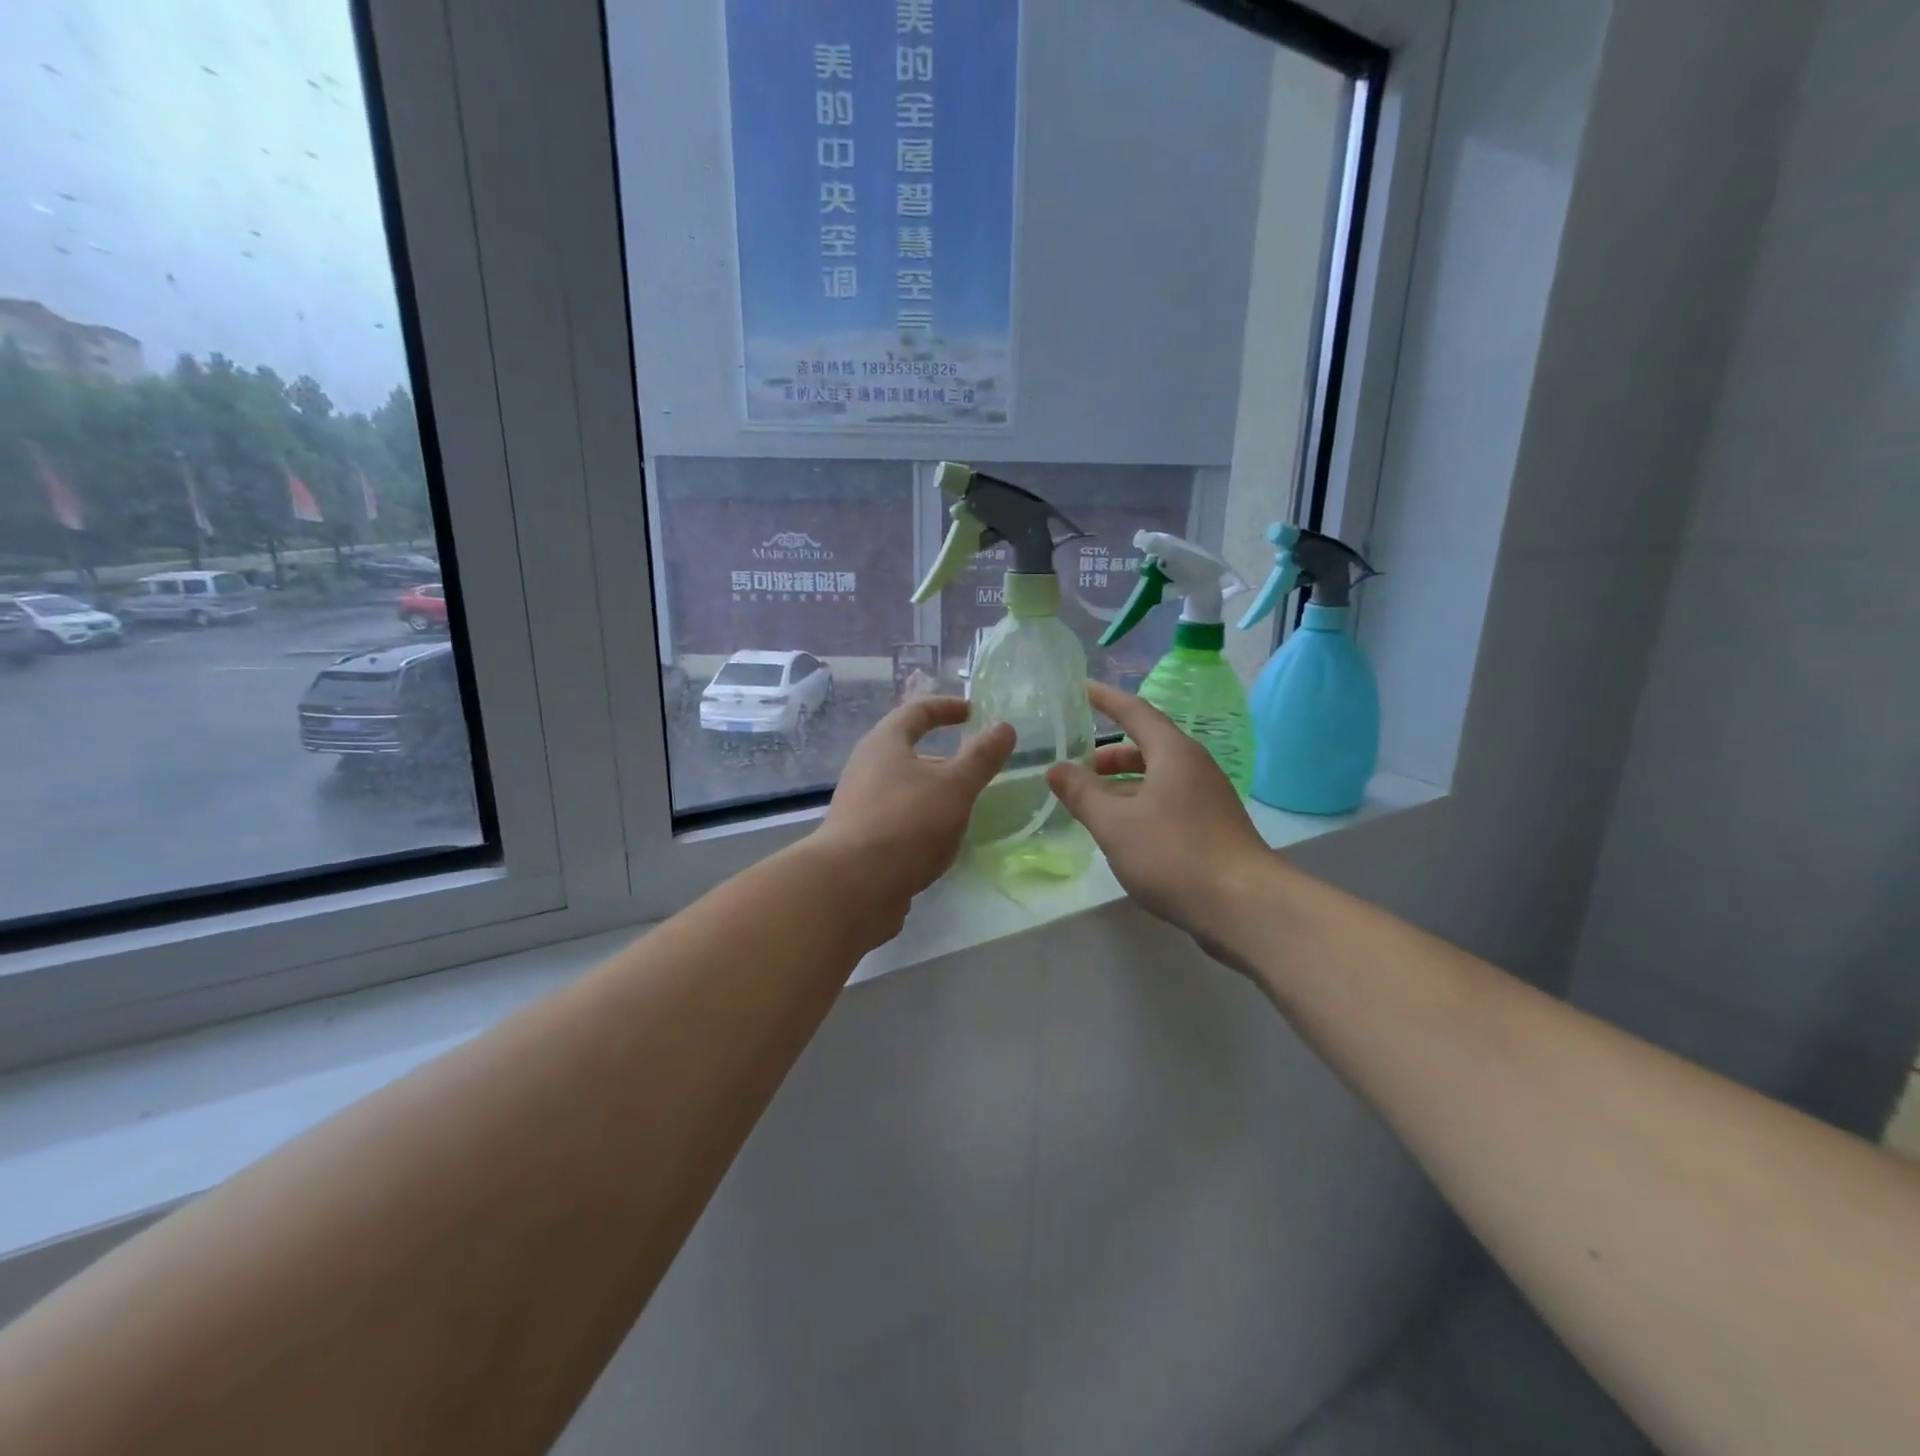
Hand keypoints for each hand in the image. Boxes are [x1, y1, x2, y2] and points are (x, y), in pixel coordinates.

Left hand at [814, 697, 1014, 926]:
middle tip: (973, 767)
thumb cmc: (907, 823)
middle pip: (906, 750)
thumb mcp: (955, 786)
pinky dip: (921, 820)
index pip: (916, 711)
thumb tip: (1005, 727)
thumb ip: (981, 758)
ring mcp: (859, 805)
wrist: (852, 886)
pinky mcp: (860, 839)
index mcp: (884, 744)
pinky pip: (897, 818)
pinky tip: (939, 841)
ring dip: (932, 791)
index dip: (946, 707)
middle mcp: (865, 768)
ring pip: (902, 787)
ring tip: (963, 807)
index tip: (972, 711)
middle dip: (942, 756)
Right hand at [1046, 683, 1271, 939]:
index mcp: (1173, 753)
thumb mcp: (1115, 823)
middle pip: (1147, 746)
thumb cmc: (1174, 854)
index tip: (1081, 688)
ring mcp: (1208, 798)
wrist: (1244, 906)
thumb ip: (1082, 794)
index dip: (1106, 699)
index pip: (1135, 712)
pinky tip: (1124, 832)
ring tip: (1093, 803)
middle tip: (1077, 767)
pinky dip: (1140, 805)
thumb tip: (1056, 768)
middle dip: (1110, 755)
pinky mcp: (1212, 827)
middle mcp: (1194, 767)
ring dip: (1123, 784)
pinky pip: (1168, 802)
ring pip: (1158, 778)